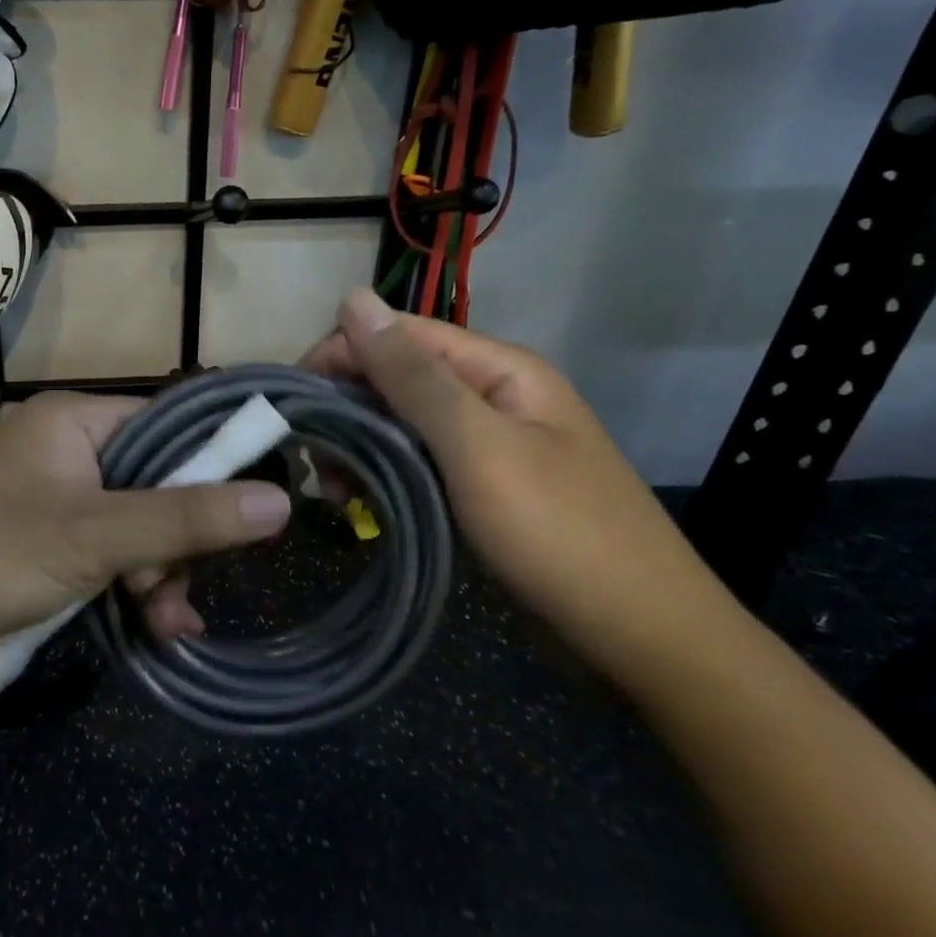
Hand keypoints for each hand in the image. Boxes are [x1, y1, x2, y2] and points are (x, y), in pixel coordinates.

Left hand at [0, 393, 291, 678]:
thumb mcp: (96, 536)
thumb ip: (187, 519)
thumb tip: (279, 501)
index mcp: (73, 420)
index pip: (166, 425)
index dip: (210, 466)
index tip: (246, 515)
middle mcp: (62, 449)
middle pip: (151, 484)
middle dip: (175, 542)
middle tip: (171, 589)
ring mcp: (45, 499)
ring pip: (128, 528)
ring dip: (153, 574)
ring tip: (162, 623)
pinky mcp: (32, 544)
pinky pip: (98, 554)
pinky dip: (123, 586)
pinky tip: (148, 626)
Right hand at [306, 290, 733, 675]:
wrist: (641, 638)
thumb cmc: (558, 534)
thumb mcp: (478, 447)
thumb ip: (413, 376)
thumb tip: (354, 298)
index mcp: (498, 370)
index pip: (398, 334)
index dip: (340, 355)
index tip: (293, 403)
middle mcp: (490, 396)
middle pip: (396, 377)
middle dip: (346, 409)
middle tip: (311, 463)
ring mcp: (486, 445)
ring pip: (400, 424)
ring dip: (358, 447)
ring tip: (332, 491)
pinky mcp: (478, 488)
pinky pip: (415, 464)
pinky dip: (381, 476)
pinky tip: (359, 503)